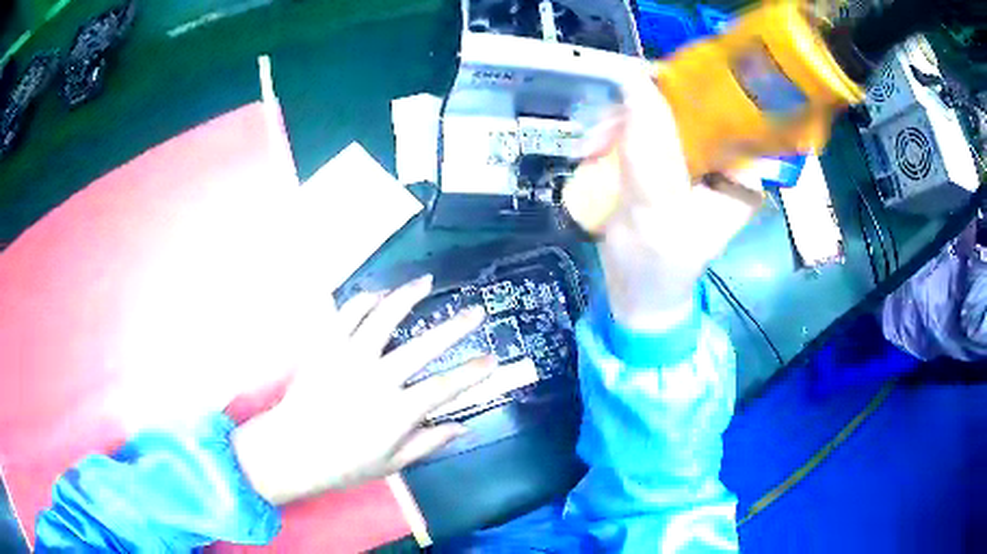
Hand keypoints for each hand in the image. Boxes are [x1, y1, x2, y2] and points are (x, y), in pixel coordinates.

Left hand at [232, 276, 494, 504]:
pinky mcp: (325, 347)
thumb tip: (462, 426)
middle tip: (474, 311)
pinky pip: (346, 314)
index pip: (445, 387)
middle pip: (424, 346)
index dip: (472, 372)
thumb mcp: (392, 464)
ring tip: (425, 282)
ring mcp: (349, 358)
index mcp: (397, 412)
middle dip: (455, 326)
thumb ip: (428, 443)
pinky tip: (377, 294)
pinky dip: (363, 299)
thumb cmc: (344, 464)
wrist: (292, 450)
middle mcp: (378, 379)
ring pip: (384, 317)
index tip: (491, 359)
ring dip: (408, 296)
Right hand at [574, 72, 763, 330]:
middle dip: (642, 112)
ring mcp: (693, 161)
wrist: (635, 295)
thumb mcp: (658, 209)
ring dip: (621, 125)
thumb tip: (635, 79)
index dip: (686, 89)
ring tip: (592, 147)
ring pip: (659, 116)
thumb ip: (649, 148)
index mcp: (743, 174)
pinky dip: (614, 136)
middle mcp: (724, 161)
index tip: (642, 85)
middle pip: (687, 109)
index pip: (725, 111)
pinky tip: (594, 150)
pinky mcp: (666, 163)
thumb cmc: (657, 268)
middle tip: (605, 130)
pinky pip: (641, 131)